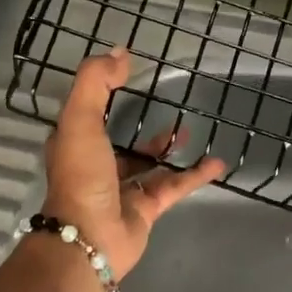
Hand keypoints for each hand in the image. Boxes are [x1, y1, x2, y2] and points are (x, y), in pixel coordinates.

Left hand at [40, 49, 225, 278]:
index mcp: (75, 144)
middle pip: (120, 140)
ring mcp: (123, 189)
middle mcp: (97, 165)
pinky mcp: (147, 208)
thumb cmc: (81, 175)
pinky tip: (216, 163)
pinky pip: (174, 185)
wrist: (90, 238)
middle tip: (163, 106)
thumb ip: (95, 83)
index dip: (102, 94)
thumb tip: (120, 52)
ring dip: (167, 148)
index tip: (124, 74)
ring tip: (189, 131)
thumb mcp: (80, 119)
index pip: (88, 114)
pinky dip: (194, 175)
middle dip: (139, 126)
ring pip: (149, 164)